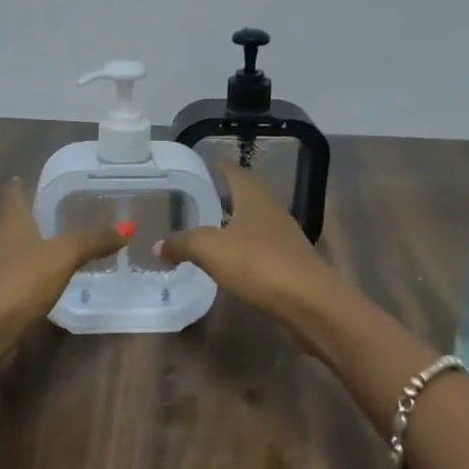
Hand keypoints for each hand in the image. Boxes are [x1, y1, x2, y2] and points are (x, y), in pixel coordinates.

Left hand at [0, 178, 128, 391]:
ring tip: (62, 242)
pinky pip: (22, 278)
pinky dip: (36, 274)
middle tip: (61, 208)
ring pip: (18, 251)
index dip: (19, 185)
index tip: (26, 175)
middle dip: (33, 215)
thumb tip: (128, 226)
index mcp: (10, 223)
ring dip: (36, 246)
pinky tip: (53, 279)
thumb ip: (93, 241)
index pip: (12, 195)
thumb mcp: (62, 256)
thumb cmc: (18, 283)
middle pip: (14, 222)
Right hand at [155, 165, 345, 351]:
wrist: (309, 302)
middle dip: (224, 196)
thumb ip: (183, 243)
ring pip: (254, 223)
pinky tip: (230, 261)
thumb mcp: (210, 250)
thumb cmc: (259, 264)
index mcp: (254, 197)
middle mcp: (272, 211)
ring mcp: (284, 238)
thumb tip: (159, 245)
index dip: (218, 167)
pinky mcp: (290, 264)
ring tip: (209, 230)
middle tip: (197, 200)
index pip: (234, 172)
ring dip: (234, 224)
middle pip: (246, 196)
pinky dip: (243, 250)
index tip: (201, 166)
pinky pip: (260, 249)